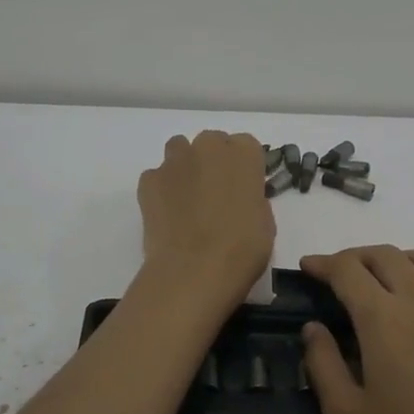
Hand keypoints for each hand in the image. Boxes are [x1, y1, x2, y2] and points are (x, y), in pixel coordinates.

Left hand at [137, 131, 274, 310]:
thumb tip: (239, 200)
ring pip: (180, 150)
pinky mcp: (149, 180)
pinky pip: (157, 176)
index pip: (246, 146)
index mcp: (244, 154)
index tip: (243, 189)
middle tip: (215, 195)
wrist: (194, 271)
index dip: (244, 168)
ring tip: (188, 200)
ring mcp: (175, 161)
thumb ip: (252, 199)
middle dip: (213, 162)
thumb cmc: (242, 249)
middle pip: (212, 143)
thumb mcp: (265, 222)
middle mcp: (208, 147)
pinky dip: (162, 189)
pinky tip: (167, 214)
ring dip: (185, 167)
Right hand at [300, 246, 413, 413]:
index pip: (347, 269)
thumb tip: (313, 328)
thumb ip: (323, 365)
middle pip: (385, 255)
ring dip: (394, 260)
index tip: (307, 267)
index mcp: (383, 317)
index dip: (322, 263)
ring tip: (380, 281)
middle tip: (336, 274)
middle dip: (354, 257)